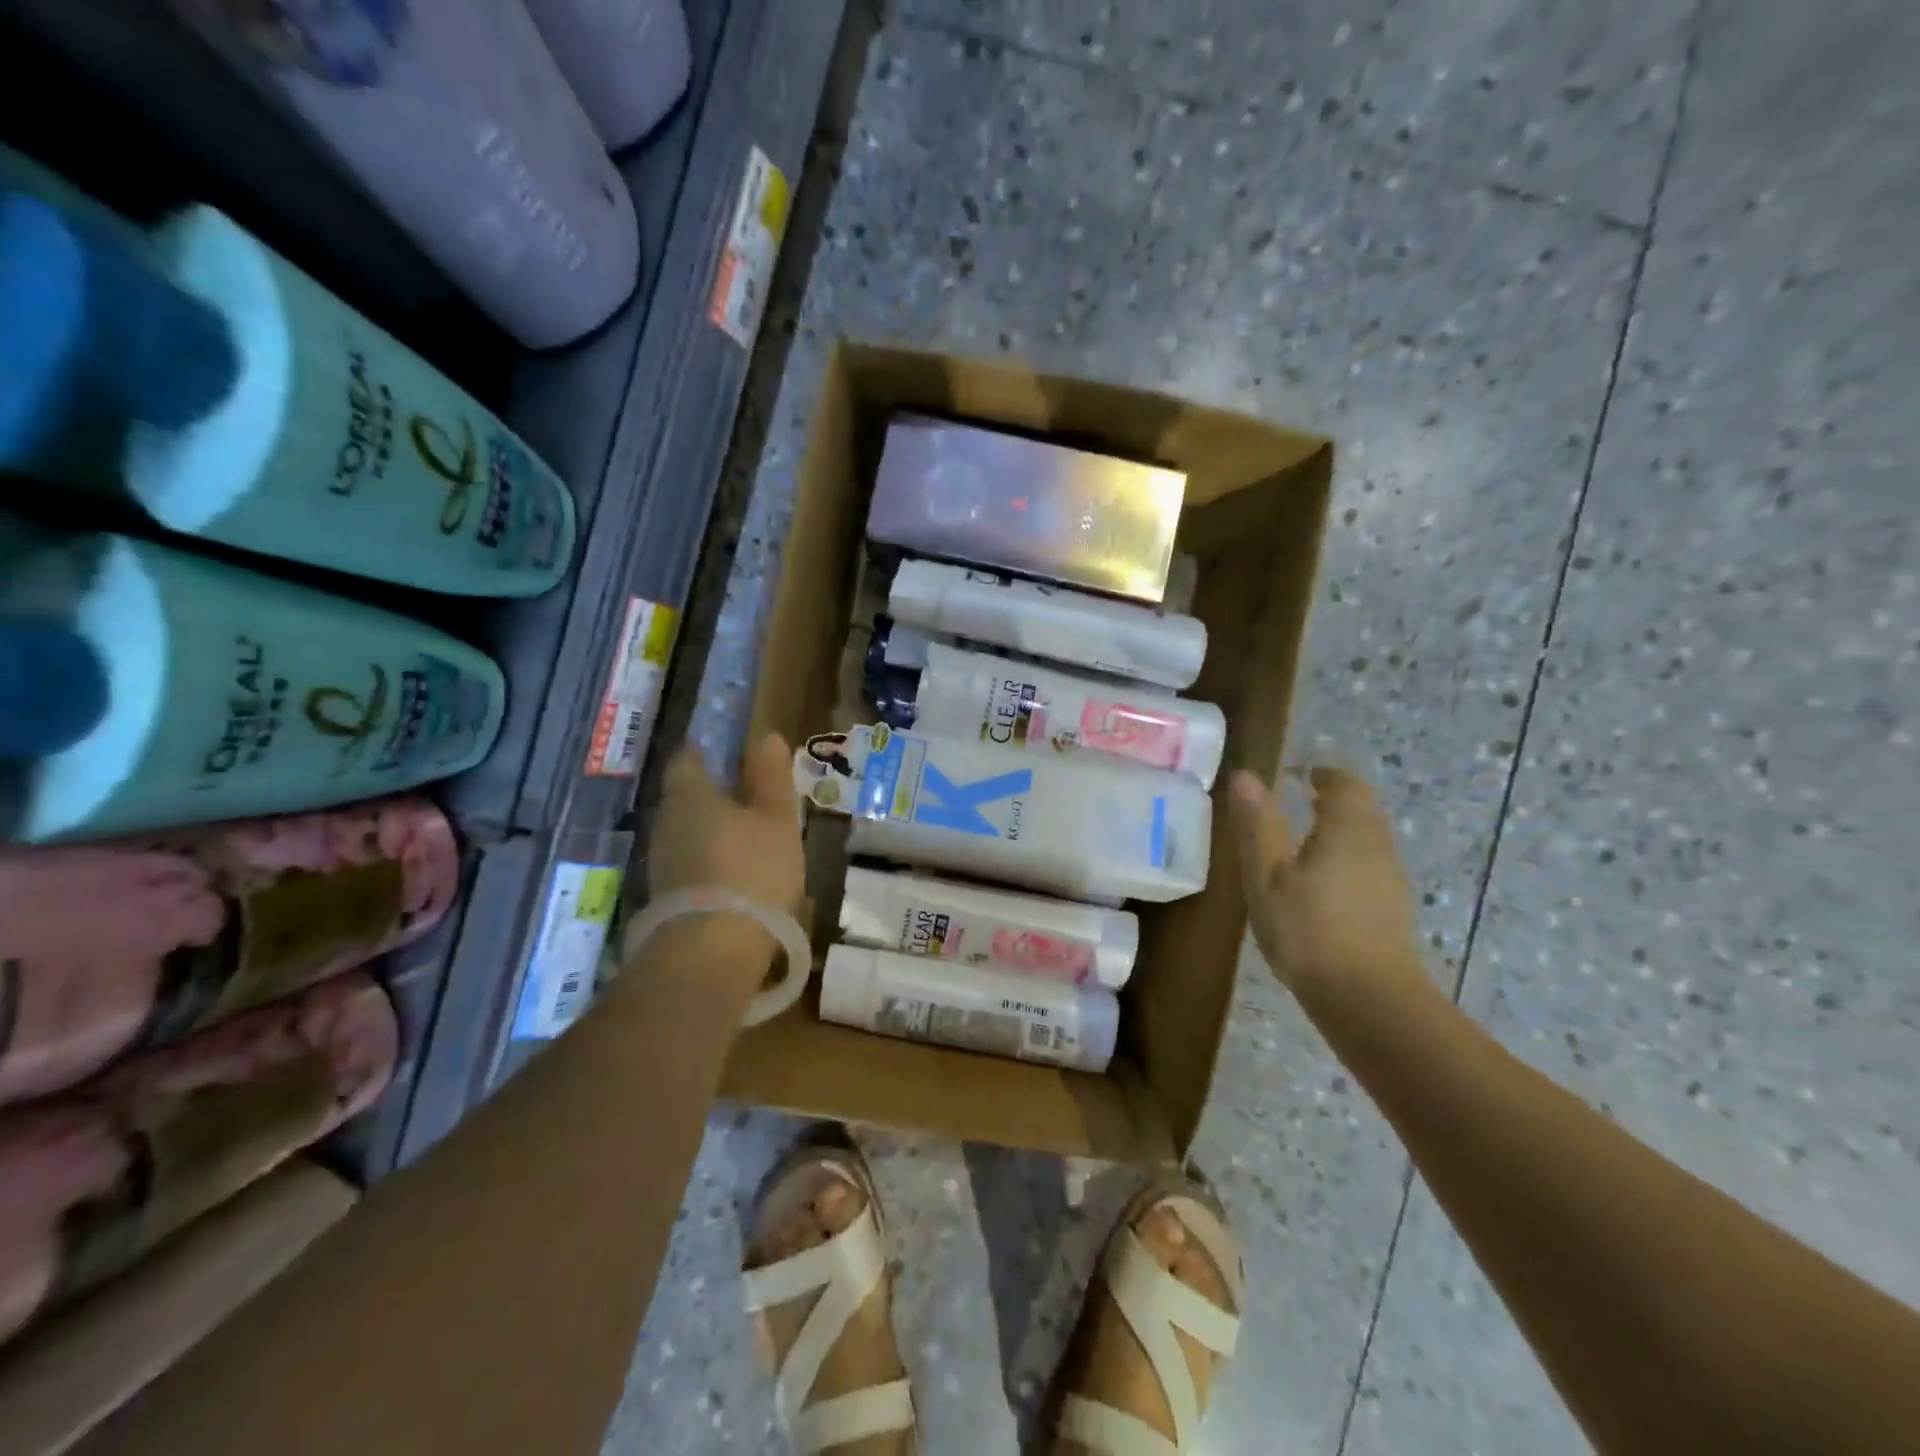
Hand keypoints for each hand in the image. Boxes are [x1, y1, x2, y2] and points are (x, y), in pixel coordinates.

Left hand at [648, 733, 804, 922]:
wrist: (713, 953)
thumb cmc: (752, 871)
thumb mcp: (777, 818)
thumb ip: (771, 777)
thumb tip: (765, 736)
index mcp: (689, 794)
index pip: (689, 757)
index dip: (710, 751)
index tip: (736, 754)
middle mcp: (666, 822)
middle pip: (688, 796)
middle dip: (716, 794)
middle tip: (755, 799)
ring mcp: (662, 863)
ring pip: (690, 832)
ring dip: (716, 831)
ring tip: (754, 840)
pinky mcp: (667, 898)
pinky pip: (692, 865)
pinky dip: (713, 863)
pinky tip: (741, 876)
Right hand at [1229, 767, 1426, 1000]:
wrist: (1369, 1001)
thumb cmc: (1309, 931)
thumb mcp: (1267, 876)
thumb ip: (1258, 825)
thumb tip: (1246, 776)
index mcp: (1347, 830)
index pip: (1345, 785)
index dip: (1325, 775)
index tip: (1302, 774)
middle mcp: (1377, 847)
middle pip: (1363, 810)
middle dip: (1336, 801)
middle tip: (1303, 800)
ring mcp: (1391, 882)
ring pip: (1370, 840)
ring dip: (1343, 832)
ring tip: (1307, 842)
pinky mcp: (1393, 912)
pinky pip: (1371, 869)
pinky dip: (1349, 861)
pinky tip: (1323, 887)